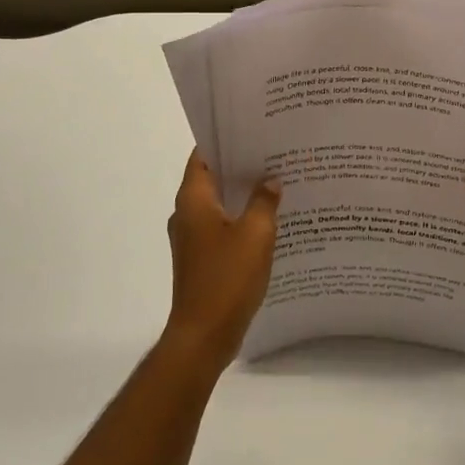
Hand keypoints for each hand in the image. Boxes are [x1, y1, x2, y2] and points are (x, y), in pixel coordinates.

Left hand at [163, 151, 281, 369]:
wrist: (204, 336)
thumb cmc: (227, 278)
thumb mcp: (256, 234)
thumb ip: (264, 201)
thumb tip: (270, 180)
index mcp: (193, 200)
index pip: (203, 155)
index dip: (225, 139)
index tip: (252, 129)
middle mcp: (187, 214)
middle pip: (212, 178)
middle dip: (240, 165)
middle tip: (274, 152)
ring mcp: (192, 238)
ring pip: (219, 204)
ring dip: (243, 194)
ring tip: (277, 181)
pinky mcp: (202, 258)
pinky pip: (222, 227)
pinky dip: (242, 219)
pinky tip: (270, 220)